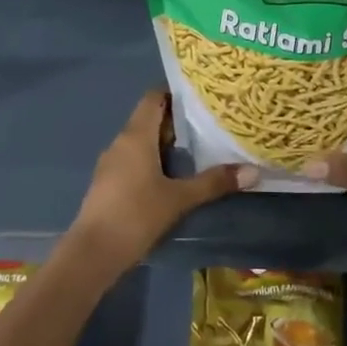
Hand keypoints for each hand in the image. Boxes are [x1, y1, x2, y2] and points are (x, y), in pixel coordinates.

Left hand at [64, 89, 256, 278]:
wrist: (93, 253)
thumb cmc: (136, 215)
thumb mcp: (179, 199)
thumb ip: (214, 183)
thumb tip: (253, 171)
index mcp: (136, 136)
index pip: (154, 97)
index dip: (175, 92)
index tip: (202, 96)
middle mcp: (121, 142)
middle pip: (150, 119)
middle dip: (177, 120)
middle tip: (210, 124)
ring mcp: (111, 163)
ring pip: (142, 141)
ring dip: (166, 143)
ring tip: (198, 149)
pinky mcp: (109, 183)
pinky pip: (134, 159)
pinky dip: (154, 160)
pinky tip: (173, 175)